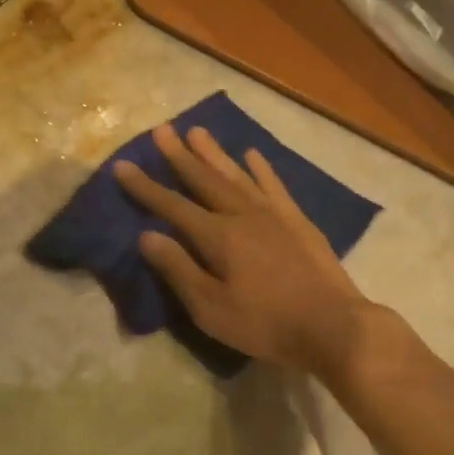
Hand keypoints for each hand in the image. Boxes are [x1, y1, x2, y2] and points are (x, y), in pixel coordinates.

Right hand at [115, 123, 374, 377]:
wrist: (332, 325)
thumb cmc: (264, 323)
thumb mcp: (210, 308)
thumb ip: (179, 269)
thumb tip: (147, 236)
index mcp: (217, 236)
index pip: (172, 206)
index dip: (145, 187)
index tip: (122, 165)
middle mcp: (243, 214)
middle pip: (204, 180)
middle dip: (179, 156)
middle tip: (162, 129)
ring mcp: (273, 214)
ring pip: (237, 175)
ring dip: (215, 154)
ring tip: (197, 131)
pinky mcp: (298, 221)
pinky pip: (274, 185)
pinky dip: (261, 169)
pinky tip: (252, 154)